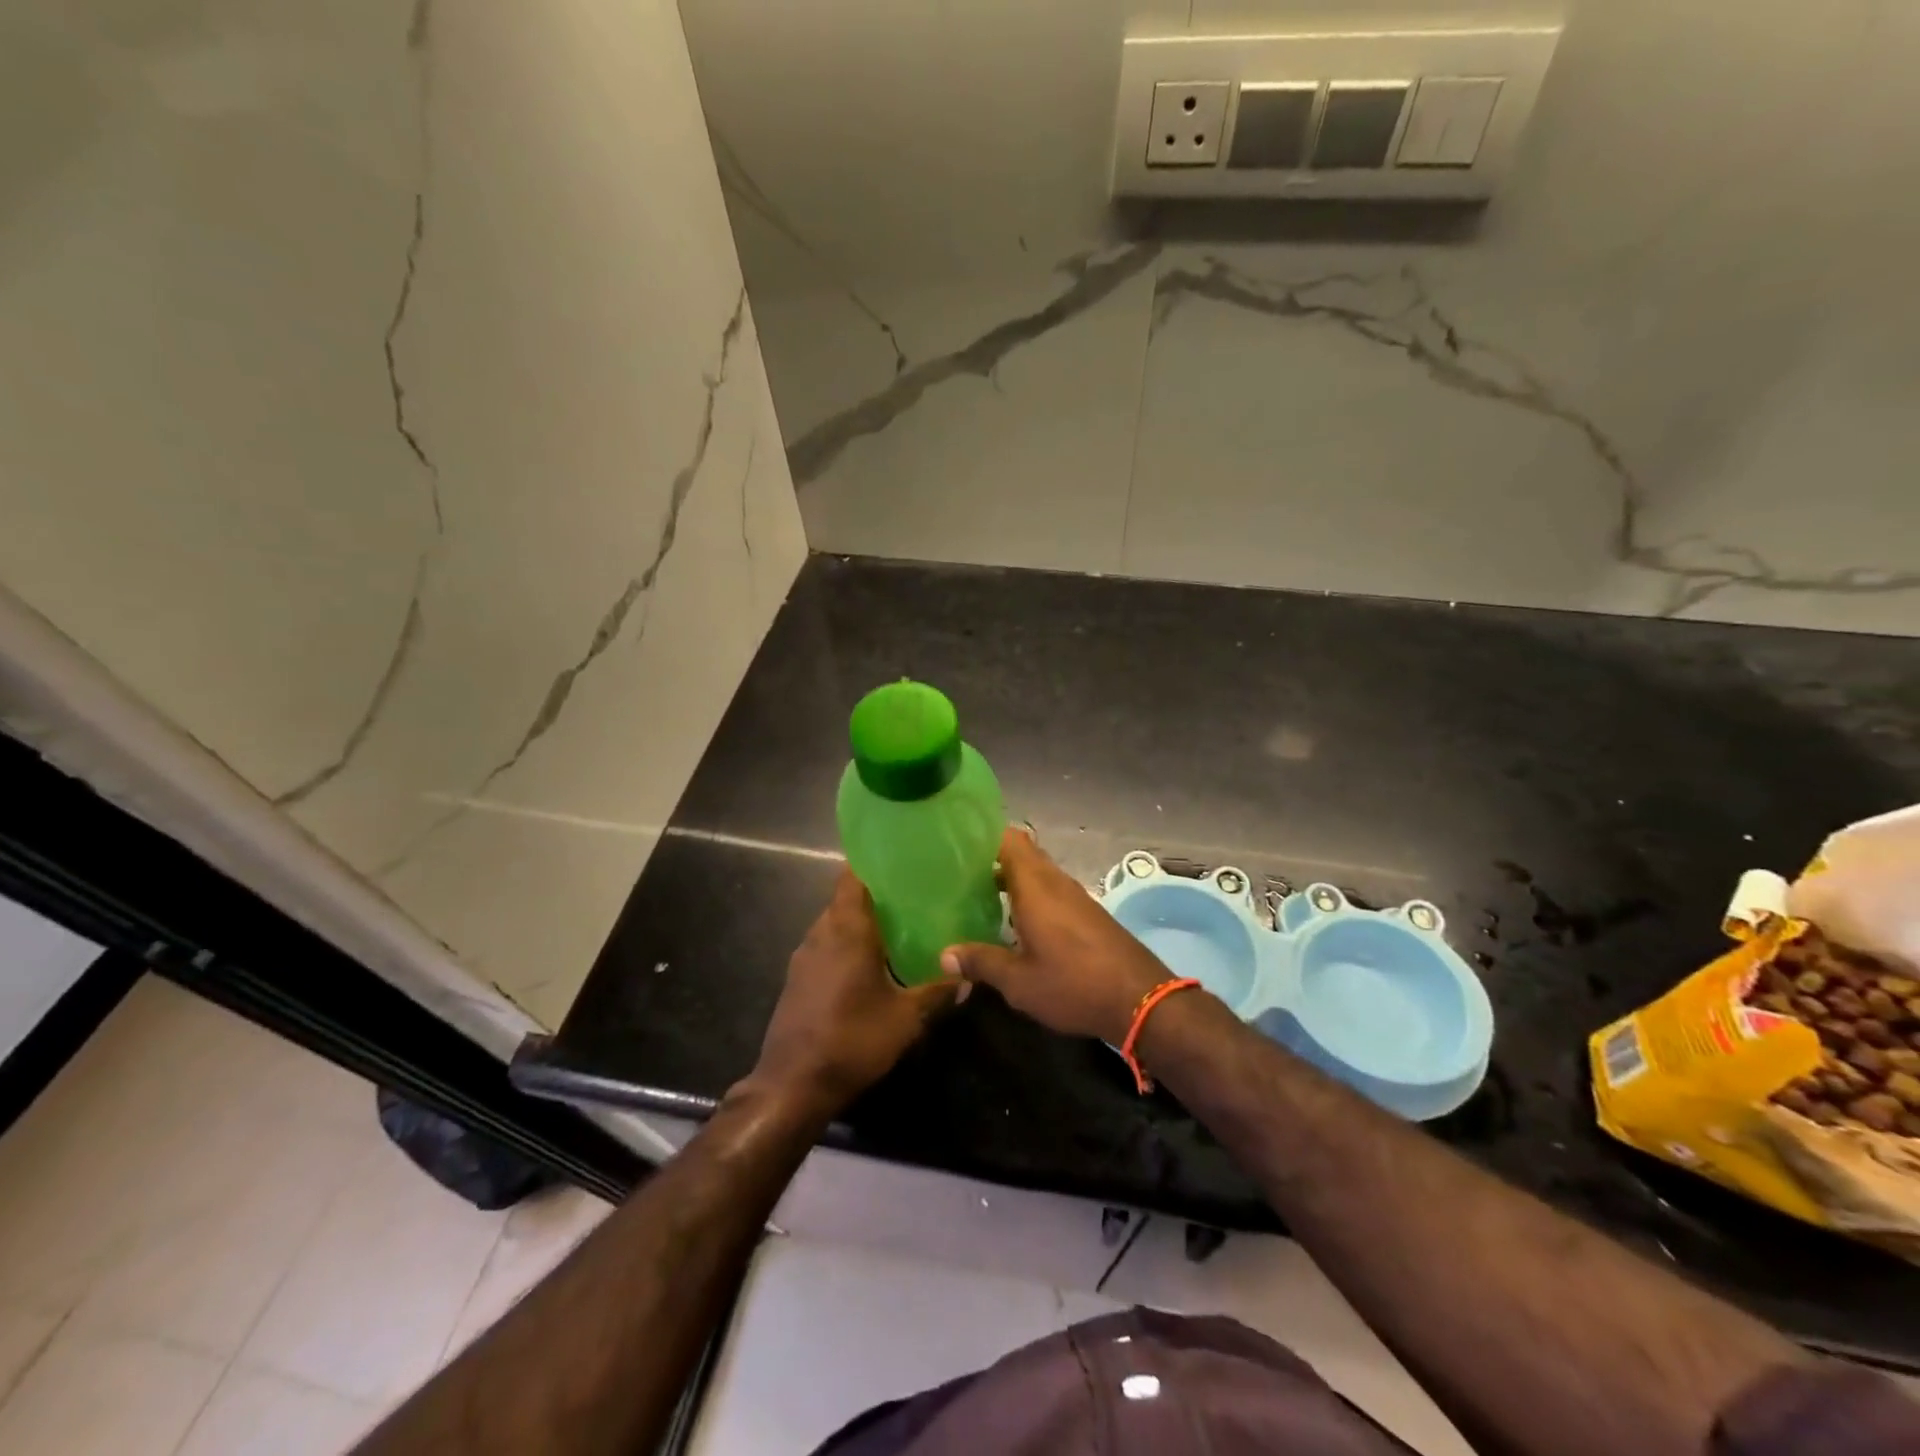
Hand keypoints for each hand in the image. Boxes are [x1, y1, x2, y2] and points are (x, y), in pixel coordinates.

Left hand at [749, 870, 958, 1111]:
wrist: (792, 1085)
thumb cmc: (852, 1040)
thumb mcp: (905, 1019)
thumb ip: (937, 993)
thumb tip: (968, 977)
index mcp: (846, 930)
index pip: (852, 877)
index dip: (873, 864)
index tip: (900, 859)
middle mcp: (820, 933)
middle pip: (844, 899)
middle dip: (874, 894)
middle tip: (911, 895)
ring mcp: (803, 957)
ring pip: (833, 924)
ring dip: (859, 921)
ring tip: (895, 926)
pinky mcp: (796, 979)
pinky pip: (825, 946)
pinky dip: (845, 944)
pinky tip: (869, 963)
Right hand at [940, 829, 1171, 1044]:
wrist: (1140, 998)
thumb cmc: (1073, 984)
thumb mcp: (1019, 981)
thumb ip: (981, 962)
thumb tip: (944, 954)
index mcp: (1035, 886)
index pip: (1009, 839)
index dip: (984, 834)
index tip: (958, 842)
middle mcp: (1055, 882)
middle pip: (1023, 853)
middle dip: (993, 857)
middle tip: (959, 871)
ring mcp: (1075, 896)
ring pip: (1038, 872)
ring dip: (1012, 878)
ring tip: (979, 893)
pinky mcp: (1088, 913)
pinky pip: (1052, 890)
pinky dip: (1030, 894)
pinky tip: (1015, 920)